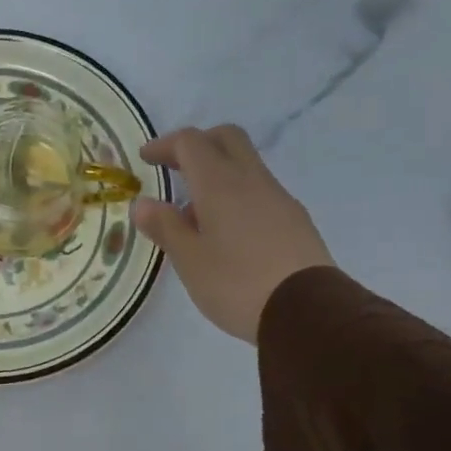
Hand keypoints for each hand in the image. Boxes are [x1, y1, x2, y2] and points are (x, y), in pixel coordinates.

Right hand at [132, 124, 333, 342]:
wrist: (307, 311)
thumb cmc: (236, 283)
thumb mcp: (189, 260)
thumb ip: (165, 227)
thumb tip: (143, 203)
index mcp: (220, 183)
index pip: (191, 142)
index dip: (165, 144)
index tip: (146, 158)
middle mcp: (251, 180)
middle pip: (226, 139)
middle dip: (198, 144)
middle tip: (175, 167)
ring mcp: (279, 198)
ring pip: (245, 165)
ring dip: (217, 174)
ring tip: (195, 214)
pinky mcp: (295, 220)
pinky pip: (260, 192)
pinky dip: (236, 196)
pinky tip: (227, 233)